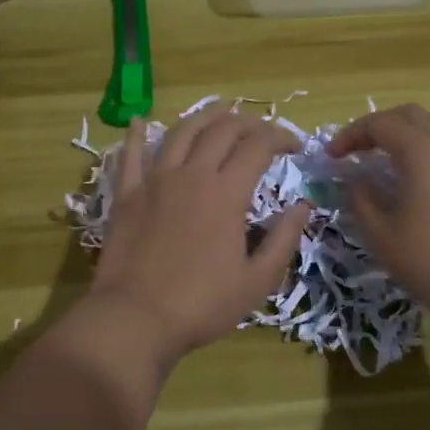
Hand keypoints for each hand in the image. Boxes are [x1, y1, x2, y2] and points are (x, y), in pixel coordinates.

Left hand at [92, 105, 312, 367]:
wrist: (136, 318)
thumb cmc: (202, 305)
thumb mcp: (257, 281)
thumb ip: (283, 239)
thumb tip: (303, 206)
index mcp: (226, 192)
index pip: (259, 146)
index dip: (281, 137)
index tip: (296, 146)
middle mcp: (191, 174)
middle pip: (222, 130)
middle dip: (248, 122)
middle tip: (262, 131)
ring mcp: (154, 180)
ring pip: (181, 133)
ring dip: (204, 117)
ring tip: (219, 112)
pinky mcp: (126, 194)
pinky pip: (131, 155)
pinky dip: (137, 135)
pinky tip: (140, 122)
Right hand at [326, 104, 429, 335]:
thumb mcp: (381, 235)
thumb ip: (361, 200)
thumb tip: (355, 181)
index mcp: (423, 152)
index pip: (380, 125)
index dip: (351, 135)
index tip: (333, 156)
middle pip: (412, 115)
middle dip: (381, 126)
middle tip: (360, 150)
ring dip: (414, 131)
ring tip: (398, 155)